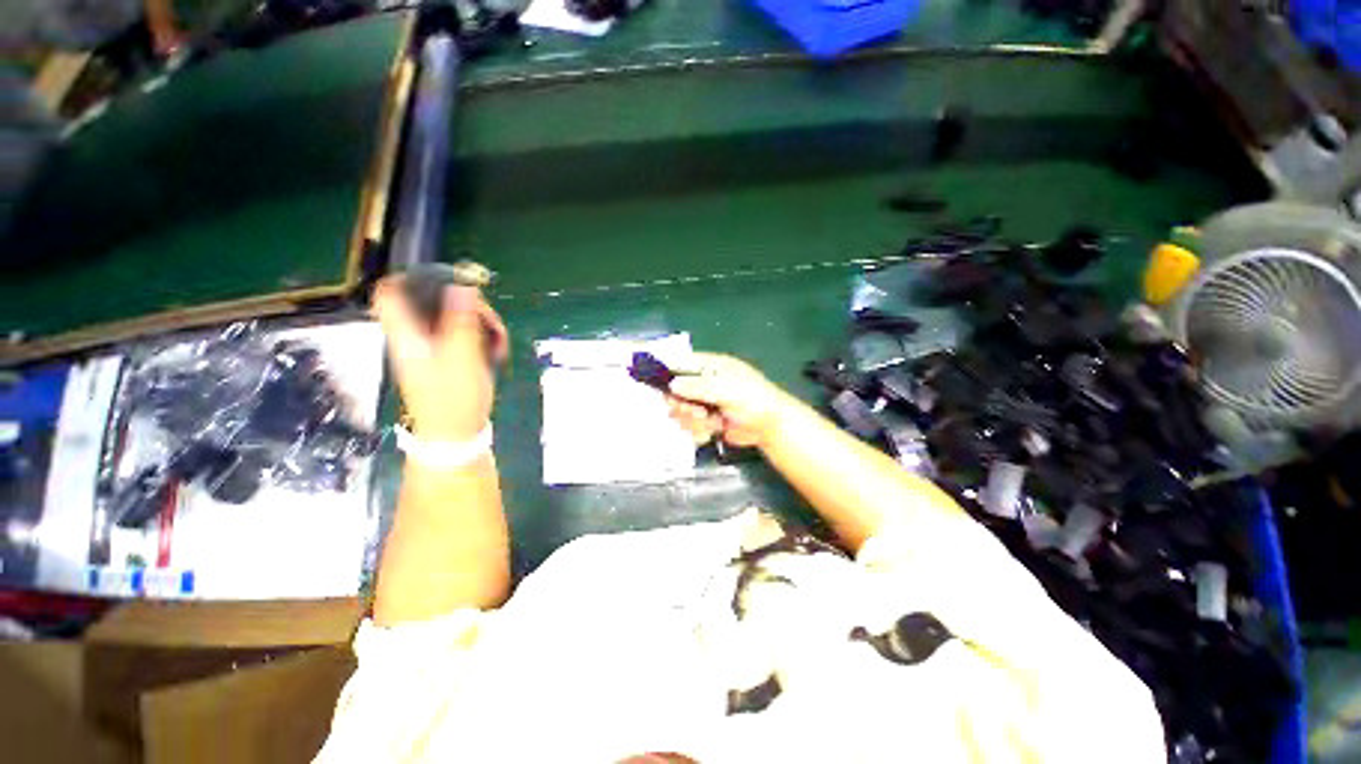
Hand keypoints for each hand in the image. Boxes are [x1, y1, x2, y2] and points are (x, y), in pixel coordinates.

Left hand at [373, 277, 508, 441]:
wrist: (455, 435)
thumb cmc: (454, 397)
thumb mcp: (462, 356)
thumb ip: (461, 319)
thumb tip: (462, 286)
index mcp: (408, 335)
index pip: (390, 294)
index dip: (410, 278)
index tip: (445, 277)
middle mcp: (415, 338)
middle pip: (431, 304)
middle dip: (465, 304)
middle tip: (490, 319)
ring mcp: (431, 351)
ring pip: (451, 320)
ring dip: (478, 323)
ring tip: (499, 339)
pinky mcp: (447, 362)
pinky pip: (461, 337)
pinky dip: (479, 338)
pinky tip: (496, 350)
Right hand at [665, 353, 789, 448]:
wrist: (770, 428)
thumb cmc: (753, 400)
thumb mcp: (726, 390)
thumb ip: (698, 387)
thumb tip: (672, 385)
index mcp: (710, 366)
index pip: (680, 363)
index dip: (667, 372)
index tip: (660, 386)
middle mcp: (703, 382)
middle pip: (675, 391)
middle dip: (682, 405)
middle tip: (697, 412)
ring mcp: (704, 402)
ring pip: (680, 411)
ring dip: (691, 420)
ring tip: (709, 422)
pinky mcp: (705, 420)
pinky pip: (688, 425)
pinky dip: (698, 430)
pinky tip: (711, 431)